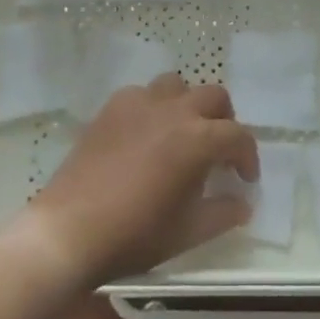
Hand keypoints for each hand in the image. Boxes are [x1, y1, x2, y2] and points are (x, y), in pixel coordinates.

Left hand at [19, 75, 257, 285]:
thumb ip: (223, 213)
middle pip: (213, 96)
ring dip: (188, 104)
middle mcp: (173, 110)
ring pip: (177, 85)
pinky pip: (142, 93)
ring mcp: (139, 103)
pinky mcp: (111, 108)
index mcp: (198, 139)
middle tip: (219, 150)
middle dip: (224, 120)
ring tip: (183, 131)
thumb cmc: (135, 233)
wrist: (71, 230)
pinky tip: (146, 133)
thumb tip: (242, 204)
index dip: (248, 157)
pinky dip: (153, 106)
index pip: (238, 136)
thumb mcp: (188, 231)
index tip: (245, 179)